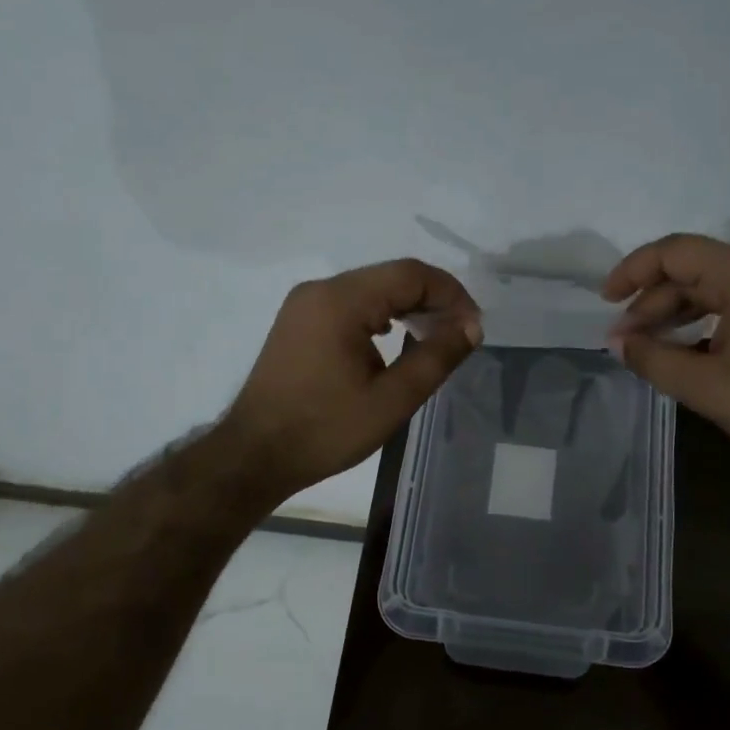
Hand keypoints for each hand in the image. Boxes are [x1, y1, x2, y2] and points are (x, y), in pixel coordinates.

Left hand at [221, 259, 482, 502]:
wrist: (255, 455)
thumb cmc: (326, 430)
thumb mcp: (392, 399)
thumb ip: (437, 357)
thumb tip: (472, 326)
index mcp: (341, 301)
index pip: (411, 274)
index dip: (451, 294)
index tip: (473, 327)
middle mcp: (320, 290)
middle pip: (390, 277)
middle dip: (432, 300)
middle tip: (460, 335)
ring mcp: (304, 304)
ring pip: (371, 289)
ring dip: (407, 308)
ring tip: (434, 339)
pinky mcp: (298, 321)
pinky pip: (350, 304)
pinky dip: (380, 316)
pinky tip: (395, 342)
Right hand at [602, 234, 729, 474]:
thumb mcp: (707, 388)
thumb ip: (654, 360)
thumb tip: (618, 342)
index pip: (678, 252)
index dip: (634, 270)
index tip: (607, 300)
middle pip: (694, 269)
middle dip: (652, 301)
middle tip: (624, 339)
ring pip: (712, 285)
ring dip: (675, 312)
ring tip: (644, 344)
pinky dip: (702, 319)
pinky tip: (681, 347)